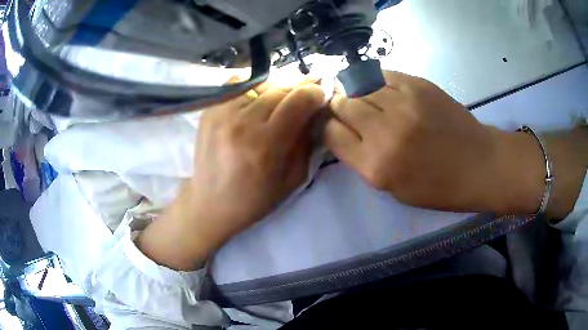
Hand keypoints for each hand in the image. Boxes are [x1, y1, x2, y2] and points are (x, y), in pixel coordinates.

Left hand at [190, 82, 324, 234]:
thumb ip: (307, 141)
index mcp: (265, 145)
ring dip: (275, 92)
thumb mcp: (293, 178)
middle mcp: (242, 123)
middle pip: (281, 88)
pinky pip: (239, 86)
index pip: (299, 100)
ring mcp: (221, 113)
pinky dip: (254, 91)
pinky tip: (256, 104)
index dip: (315, 94)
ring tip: (276, 106)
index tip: (319, 98)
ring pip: (261, 85)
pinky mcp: (209, 110)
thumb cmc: (254, 199)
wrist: (210, 203)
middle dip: (297, 92)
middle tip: (300, 103)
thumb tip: (316, 111)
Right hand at [325, 71, 546, 213]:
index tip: (336, 125)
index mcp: (375, 166)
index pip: (331, 134)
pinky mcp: (418, 85)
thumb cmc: (438, 186)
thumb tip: (344, 131)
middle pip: (342, 105)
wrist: (478, 165)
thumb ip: (363, 160)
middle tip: (350, 109)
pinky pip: (383, 75)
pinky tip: (386, 89)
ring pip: (360, 86)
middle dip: (340, 105)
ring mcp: (402, 103)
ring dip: (359, 91)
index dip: (329, 126)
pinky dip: (378, 81)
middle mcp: (384, 132)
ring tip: (369, 98)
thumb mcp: (393, 189)